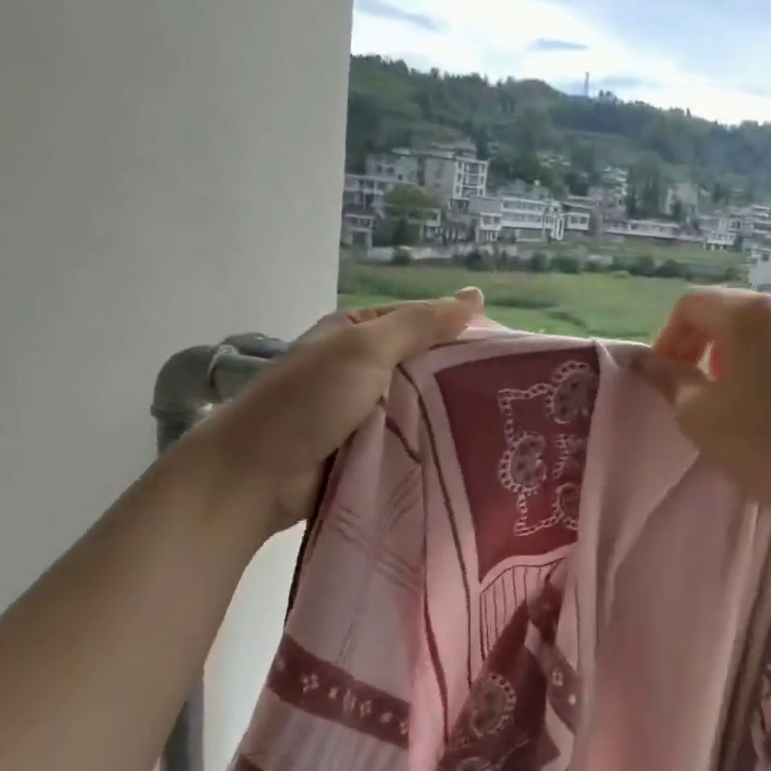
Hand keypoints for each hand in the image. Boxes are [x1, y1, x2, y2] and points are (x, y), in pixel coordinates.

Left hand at [212, 289, 483, 530]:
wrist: (255, 476)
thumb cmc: (308, 401)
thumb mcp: (365, 349)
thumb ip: (420, 325)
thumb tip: (476, 295)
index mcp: (358, 336)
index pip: (422, 326)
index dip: (462, 335)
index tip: (509, 356)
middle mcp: (362, 371)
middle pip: (424, 371)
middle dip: (461, 382)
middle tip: (515, 399)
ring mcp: (363, 416)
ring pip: (419, 412)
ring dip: (450, 421)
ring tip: (507, 431)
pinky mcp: (366, 456)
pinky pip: (408, 447)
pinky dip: (432, 450)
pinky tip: (472, 458)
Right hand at [633, 289, 770, 533]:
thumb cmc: (765, 447)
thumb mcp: (699, 415)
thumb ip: (668, 378)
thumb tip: (646, 361)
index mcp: (750, 314)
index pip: (691, 305)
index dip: (667, 338)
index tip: (663, 378)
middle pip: (726, 311)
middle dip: (698, 343)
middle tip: (688, 387)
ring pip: (757, 328)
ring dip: (729, 352)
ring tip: (725, 395)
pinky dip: (762, 360)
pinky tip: (764, 402)